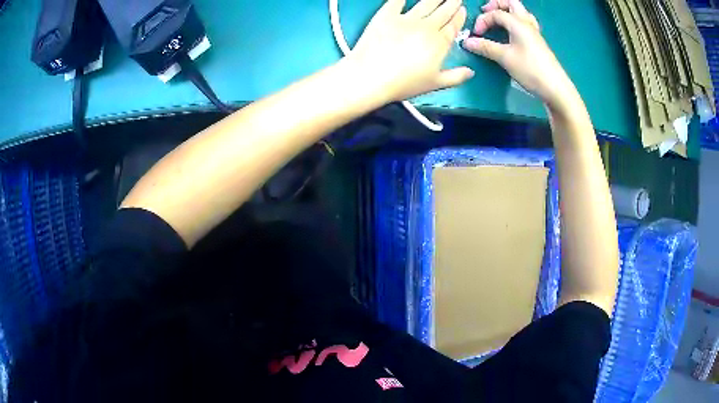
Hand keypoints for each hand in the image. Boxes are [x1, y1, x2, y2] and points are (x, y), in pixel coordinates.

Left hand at [350, 0, 474, 102]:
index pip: (453, 26)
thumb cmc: (403, 83)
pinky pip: (397, 1)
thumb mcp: (435, 83)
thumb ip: (456, 77)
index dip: (459, 17)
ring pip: (425, 3)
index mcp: (439, 43)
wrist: (371, 75)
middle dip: (451, 3)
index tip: (462, 10)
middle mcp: (426, 27)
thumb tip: (471, 72)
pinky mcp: (386, 15)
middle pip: (443, 12)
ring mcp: (406, 19)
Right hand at [463, 0, 577, 111]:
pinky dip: (515, 22)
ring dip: (507, 12)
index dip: (482, 20)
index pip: (496, 13)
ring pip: (520, 12)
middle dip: (496, 5)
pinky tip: (511, 33)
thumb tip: (467, 42)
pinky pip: (525, 24)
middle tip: (486, 13)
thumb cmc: (530, 70)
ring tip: (497, 21)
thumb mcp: (505, 58)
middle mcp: (527, 23)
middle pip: (511, 3)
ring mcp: (534, 32)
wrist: (555, 88)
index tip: (476, 35)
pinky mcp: (538, 42)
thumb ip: (486, 47)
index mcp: (518, 23)